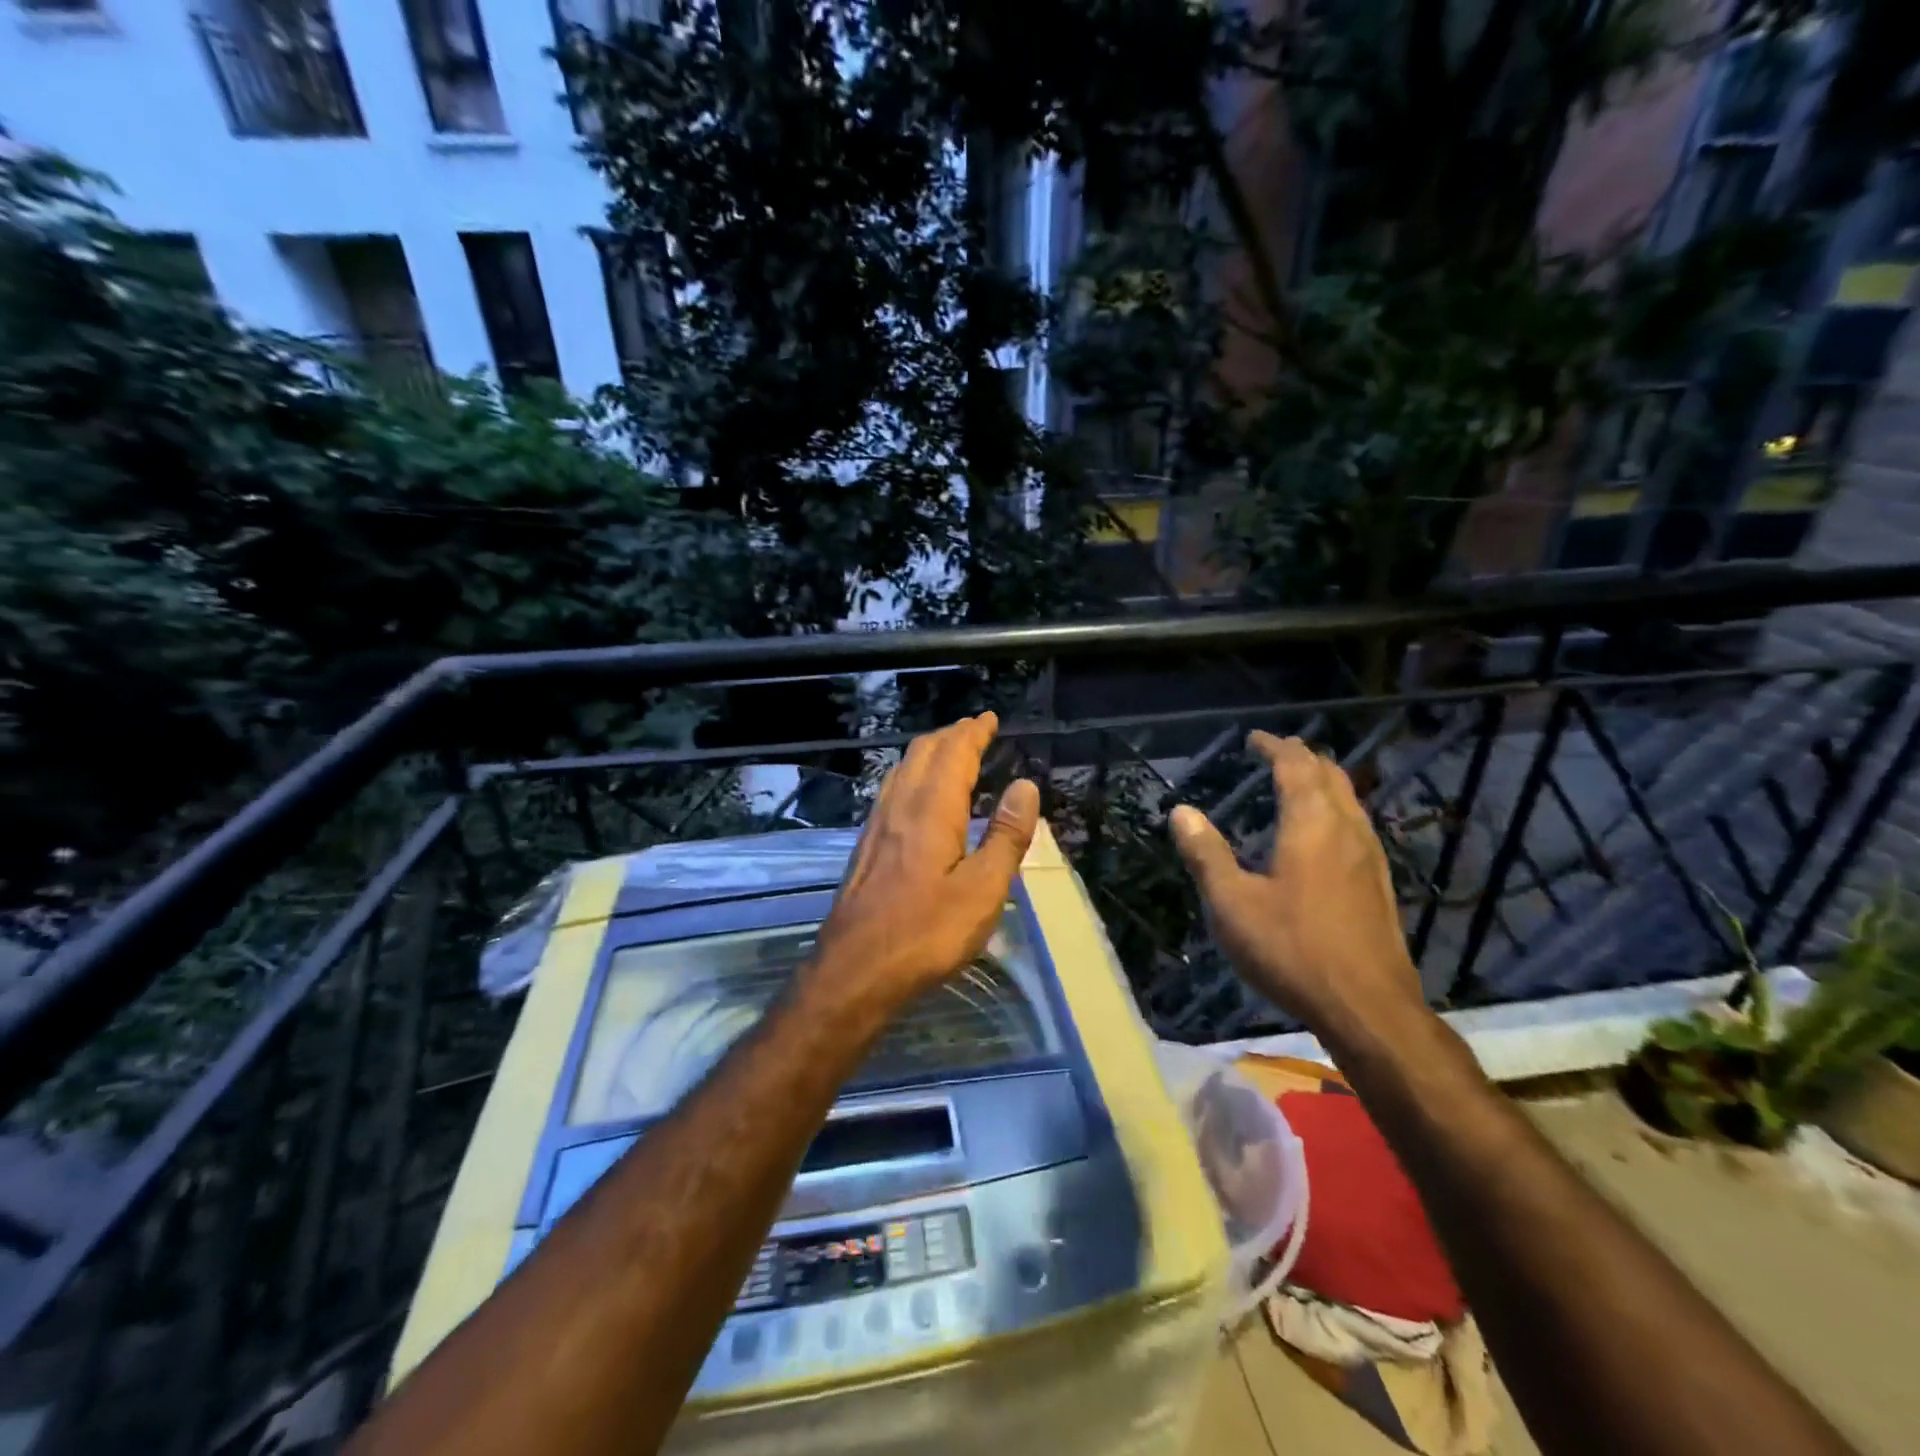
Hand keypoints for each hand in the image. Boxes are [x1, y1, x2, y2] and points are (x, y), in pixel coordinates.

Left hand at [810, 713, 1039, 1014]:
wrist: (854, 971)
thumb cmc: (926, 933)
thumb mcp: (983, 890)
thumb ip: (1005, 836)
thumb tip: (1026, 786)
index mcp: (931, 810)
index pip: (954, 754)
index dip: (974, 732)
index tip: (990, 718)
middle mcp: (899, 806)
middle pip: (924, 753)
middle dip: (951, 735)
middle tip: (975, 729)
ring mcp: (877, 825)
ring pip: (903, 769)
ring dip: (929, 752)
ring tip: (950, 751)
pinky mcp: (866, 846)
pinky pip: (892, 790)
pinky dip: (913, 774)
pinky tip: (915, 794)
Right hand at [1168, 732, 1423, 1046]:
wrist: (1368, 1006)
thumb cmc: (1292, 949)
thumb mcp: (1233, 903)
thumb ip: (1206, 854)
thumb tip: (1181, 811)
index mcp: (1311, 824)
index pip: (1295, 766)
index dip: (1274, 747)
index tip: (1254, 738)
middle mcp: (1346, 829)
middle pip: (1330, 774)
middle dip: (1302, 757)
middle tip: (1276, 752)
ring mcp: (1369, 856)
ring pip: (1349, 799)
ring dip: (1322, 781)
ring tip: (1298, 782)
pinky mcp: (1378, 882)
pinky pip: (1356, 824)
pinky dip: (1335, 808)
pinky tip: (1323, 834)